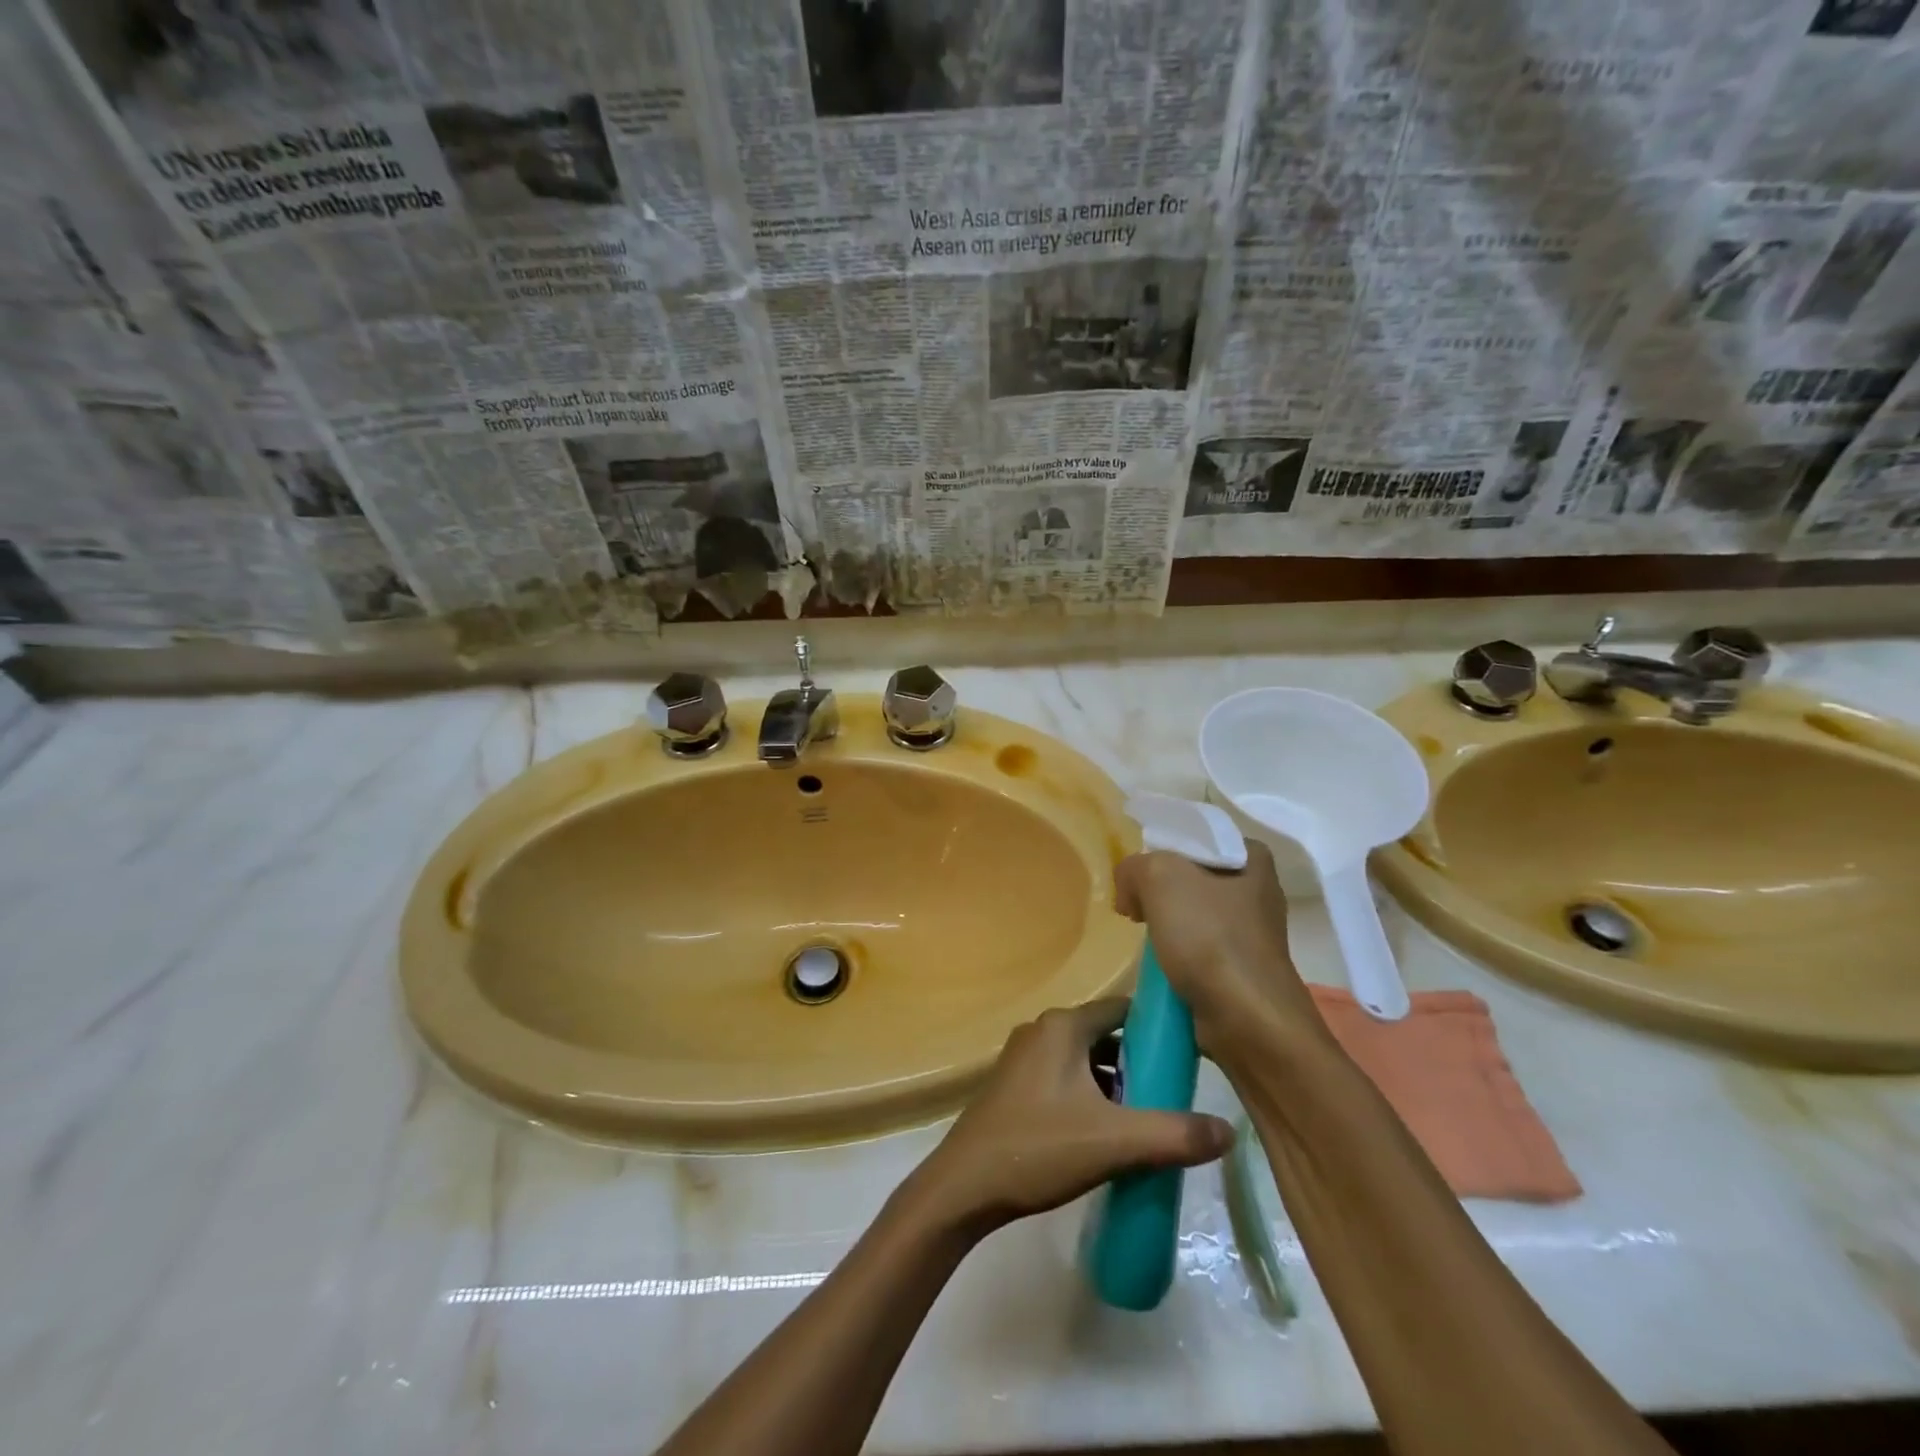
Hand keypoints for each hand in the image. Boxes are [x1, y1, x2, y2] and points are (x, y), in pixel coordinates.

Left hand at [912, 998, 1232, 1234]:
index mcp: (1063, 1027)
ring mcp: (1024, 1058)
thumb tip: (1229, 1131)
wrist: (966, 1186)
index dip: (1157, 1028)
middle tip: (1174, 1096)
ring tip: (1146, 1118)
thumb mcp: (1115, 1142)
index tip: (1190, 1055)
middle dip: (1139, 1062)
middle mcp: (1042, 1031)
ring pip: (1085, 1060)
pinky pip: (1065, 1078)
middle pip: (1105, 1036)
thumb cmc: (1039, 1149)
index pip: (1123, 1009)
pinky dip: (1090, 1095)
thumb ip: (1174, 1134)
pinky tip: (1106, 1133)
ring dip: (1115, 1083)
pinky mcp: (1015, 1086)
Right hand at [1113, 842, 1324, 1056]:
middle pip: (1193, 876)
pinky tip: (1160, 964)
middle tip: (1135, 904)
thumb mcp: (1159, 877)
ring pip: (1194, 914)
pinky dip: (1177, 954)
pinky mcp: (1242, 969)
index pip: (1197, 836)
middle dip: (1159, 889)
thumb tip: (1130, 892)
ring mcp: (1254, 934)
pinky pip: (1198, 948)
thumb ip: (1134, 867)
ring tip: (1144, 935)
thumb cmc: (1210, 938)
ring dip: (1166, 924)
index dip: (1162, 849)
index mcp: (1253, 858)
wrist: (1247, 1019)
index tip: (1139, 873)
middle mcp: (1259, 891)